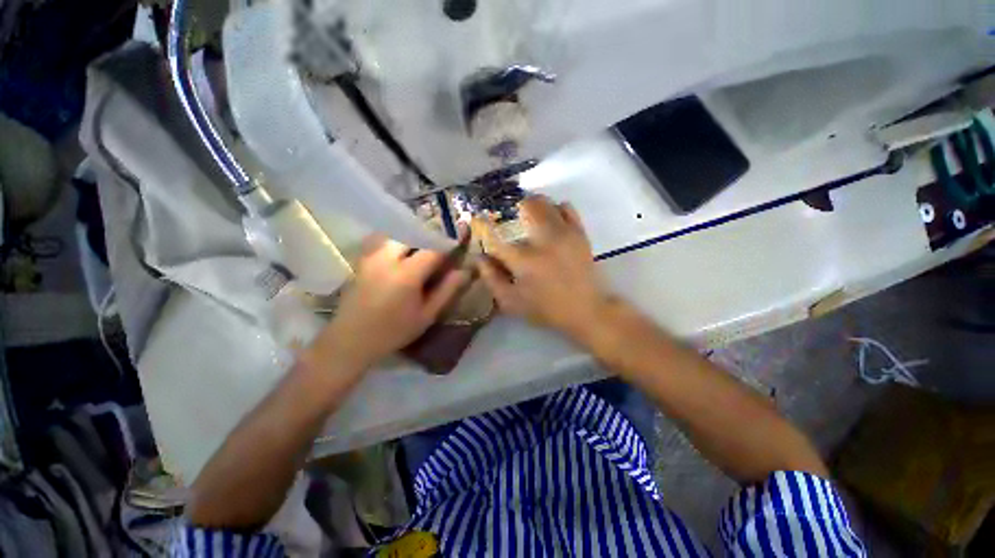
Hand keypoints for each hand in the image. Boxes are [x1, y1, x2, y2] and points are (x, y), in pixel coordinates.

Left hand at [322, 236, 468, 369]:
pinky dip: (396, 241)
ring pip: (396, 234)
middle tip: (440, 247)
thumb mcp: (426, 315)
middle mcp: (387, 258)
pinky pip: (382, 240)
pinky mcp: (362, 260)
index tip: (458, 245)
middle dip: (429, 237)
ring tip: (423, 248)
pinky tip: (402, 254)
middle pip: (413, 234)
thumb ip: (447, 290)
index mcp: (407, 274)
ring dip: (412, 236)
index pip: (433, 248)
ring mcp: (371, 257)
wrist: (350, 340)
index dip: (448, 245)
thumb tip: (465, 271)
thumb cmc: (393, 331)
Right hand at [474, 195, 612, 339]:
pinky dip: (555, 208)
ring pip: (544, 202)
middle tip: (509, 217)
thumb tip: (479, 258)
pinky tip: (551, 219)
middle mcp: (542, 240)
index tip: (477, 219)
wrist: (586, 310)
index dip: (482, 225)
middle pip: (524, 206)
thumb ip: (492, 279)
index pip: (495, 236)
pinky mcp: (579, 233)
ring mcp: (563, 233)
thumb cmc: (546, 309)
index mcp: (523, 260)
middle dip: (511, 208)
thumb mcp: (511, 302)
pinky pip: (566, 207)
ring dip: (531, 205)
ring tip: (528, 216)